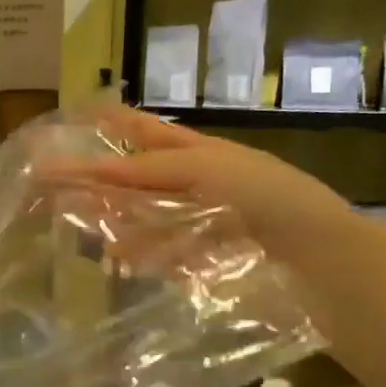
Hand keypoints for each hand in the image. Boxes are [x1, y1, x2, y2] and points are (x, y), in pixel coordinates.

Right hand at [74, 106, 352, 258]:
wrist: (319, 252)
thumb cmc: (264, 196)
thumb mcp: (203, 169)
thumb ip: (147, 170)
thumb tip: (93, 172)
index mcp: (200, 151)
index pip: (143, 133)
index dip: (110, 126)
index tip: (73, 123)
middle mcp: (201, 182)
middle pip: (143, 179)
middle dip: (106, 183)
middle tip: (66, 190)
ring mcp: (207, 220)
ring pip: (153, 218)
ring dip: (123, 225)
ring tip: (96, 239)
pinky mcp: (214, 256)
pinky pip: (172, 252)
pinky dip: (149, 256)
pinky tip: (129, 263)